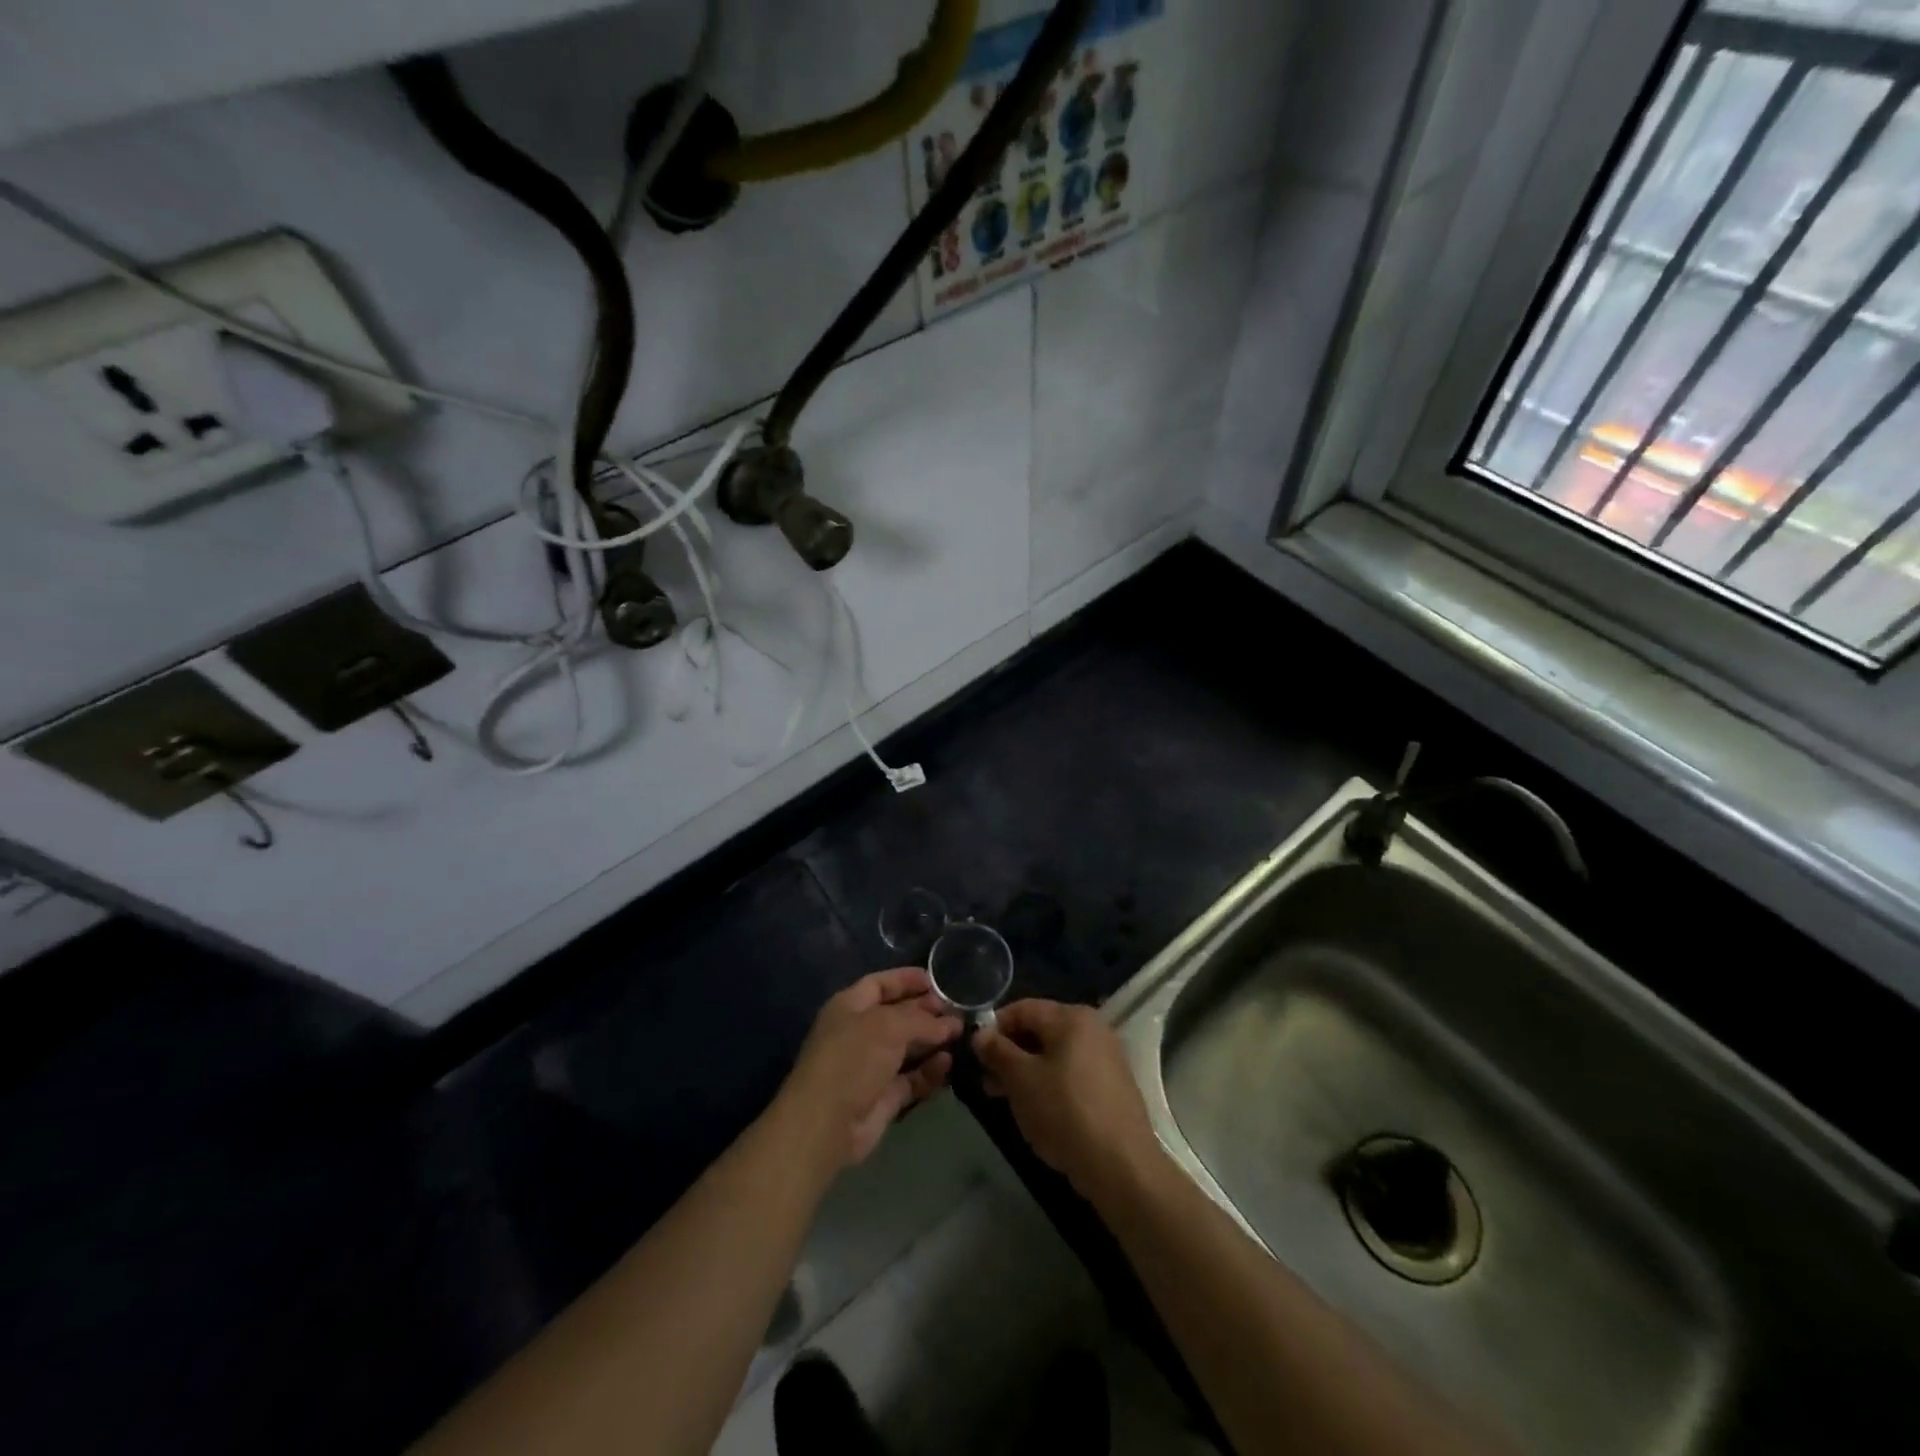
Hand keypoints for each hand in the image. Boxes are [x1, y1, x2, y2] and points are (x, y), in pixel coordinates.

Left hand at [776, 968, 962, 1170]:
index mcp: (849, 1007)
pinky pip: (912, 1079)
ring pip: (908, 1048)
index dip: (906, 980)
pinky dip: (930, 1072)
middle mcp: (860, 1033)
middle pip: (897, 1016)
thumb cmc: (853, 1058)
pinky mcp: (884, 1097)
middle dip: (926, 1012)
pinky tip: (948, 1064)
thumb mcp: (888, 1026)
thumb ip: (922, 1020)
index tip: (936, 981)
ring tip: (961, 1035)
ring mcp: (871, 1066)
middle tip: (957, 1011)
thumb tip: (950, 1023)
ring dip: (932, 1042)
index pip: (880, 984)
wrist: (827, 1123)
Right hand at [974, 999, 1162, 1203]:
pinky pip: (1070, 1073)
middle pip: (1040, 1030)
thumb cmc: (1065, 1113)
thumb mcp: (1021, 1080)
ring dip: (1025, 1070)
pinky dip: (1048, 1083)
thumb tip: (980, 1034)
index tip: (974, 1053)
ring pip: (1054, 1054)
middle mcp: (1093, 1028)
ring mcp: (1105, 1057)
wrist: (1121, 1167)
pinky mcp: (1111, 1085)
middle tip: (985, 1079)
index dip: (994, 1027)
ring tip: (1002, 1096)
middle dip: (1009, 1052)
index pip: (1023, 1009)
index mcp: (1072, 1017)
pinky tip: (1034, 1107)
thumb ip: (997, 1051)